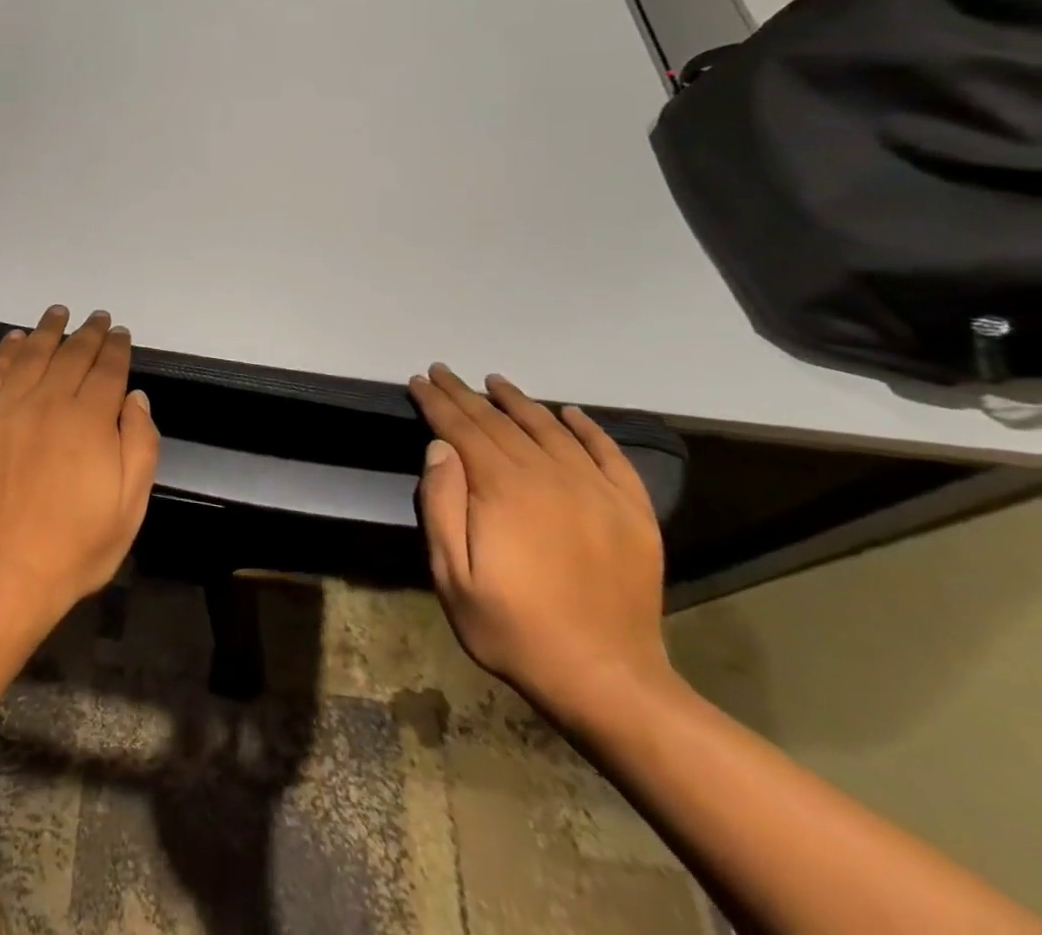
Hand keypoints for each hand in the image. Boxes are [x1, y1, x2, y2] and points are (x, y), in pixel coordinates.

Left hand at [0, 307, 159, 634]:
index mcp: (89, 420)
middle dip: (88, 333)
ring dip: (48, 330)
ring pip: (31, 354)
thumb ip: (140, 444)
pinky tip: (14, 338)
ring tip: (58, 313)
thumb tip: (135, 397)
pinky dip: (5, 350)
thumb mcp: (130, 506)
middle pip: (71, 354)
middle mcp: (47, 402)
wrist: (1, 575)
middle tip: (96, 317)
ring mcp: (5, 409)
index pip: (106, 369)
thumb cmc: (75, 547)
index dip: (115, 347)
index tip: (120, 332)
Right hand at [410, 363, 673, 724]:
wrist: (606, 679)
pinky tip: (570, 413)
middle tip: (444, 372)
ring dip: (518, 401)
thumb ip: (441, 505)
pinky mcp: (631, 510)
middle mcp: (549, 475)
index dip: (437, 402)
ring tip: (495, 382)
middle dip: (466, 394)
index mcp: (503, 488)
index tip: (420, 381)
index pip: (462, 428)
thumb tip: (440, 447)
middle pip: (500, 422)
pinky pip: (609, 454)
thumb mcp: (452, 575)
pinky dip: (588, 428)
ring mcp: (595, 490)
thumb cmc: (512, 628)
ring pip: (549, 429)